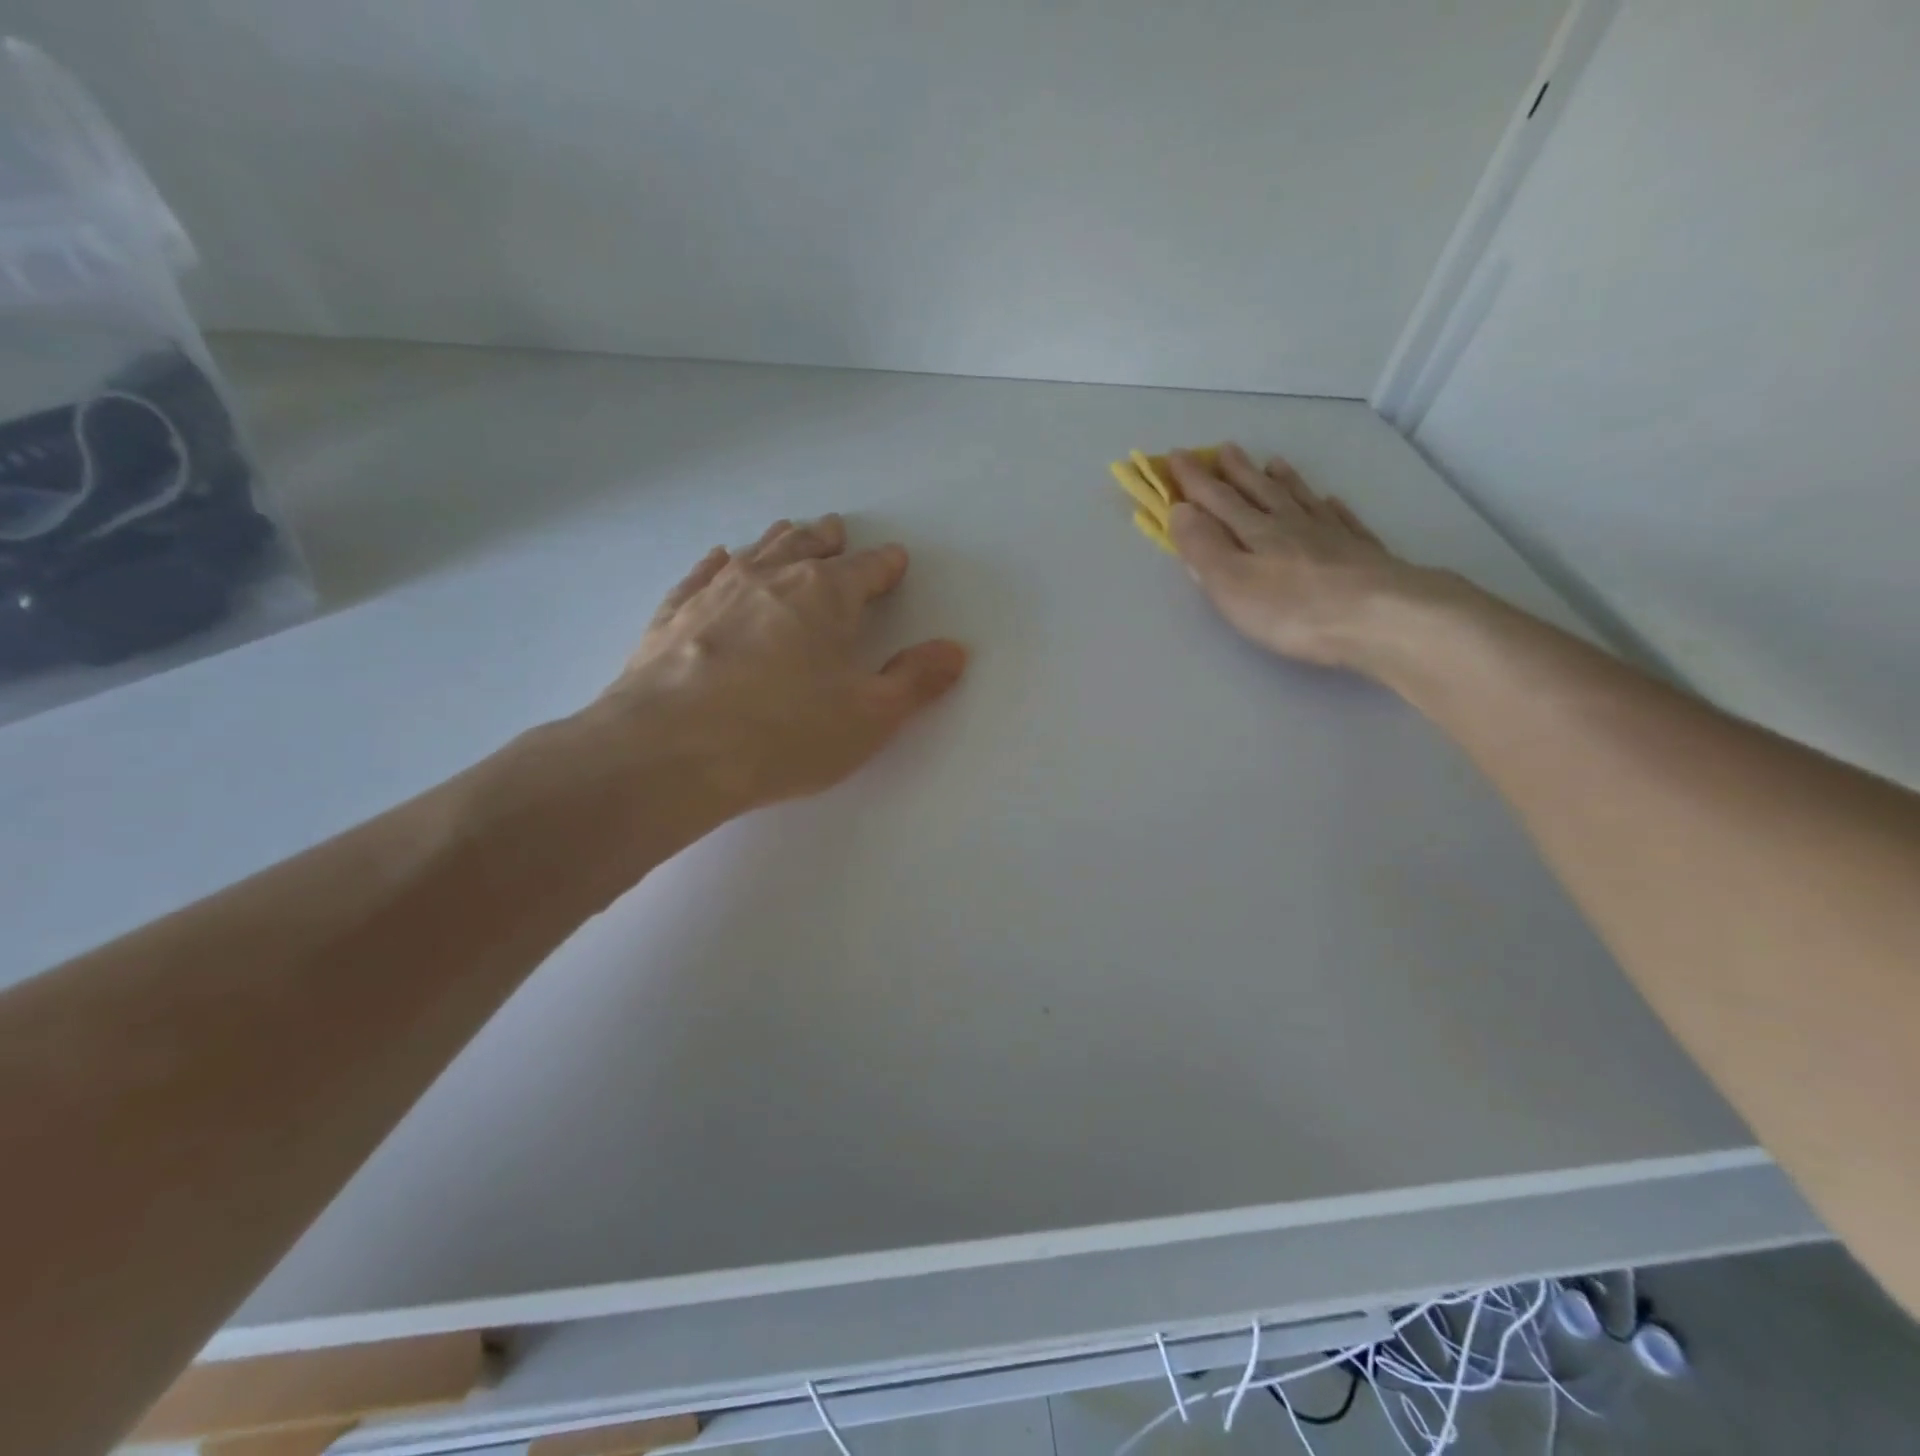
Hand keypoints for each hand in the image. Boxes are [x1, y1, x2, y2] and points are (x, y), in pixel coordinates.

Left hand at [594, 515, 967, 813]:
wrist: (669, 752)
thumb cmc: (783, 734)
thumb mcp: (869, 717)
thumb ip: (916, 681)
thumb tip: (955, 650)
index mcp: (827, 596)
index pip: (868, 570)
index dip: (886, 566)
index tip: (894, 561)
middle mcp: (772, 577)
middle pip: (808, 546)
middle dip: (828, 540)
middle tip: (836, 531)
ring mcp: (716, 591)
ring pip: (756, 551)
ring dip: (778, 540)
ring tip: (789, 531)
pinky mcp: (674, 615)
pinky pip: (700, 574)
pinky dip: (717, 562)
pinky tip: (718, 557)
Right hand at [1167, 442, 1443, 671]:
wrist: (1380, 617)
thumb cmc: (1292, 608)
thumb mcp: (1231, 583)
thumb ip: (1203, 546)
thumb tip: (1180, 509)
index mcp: (1255, 532)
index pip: (1217, 500)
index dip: (1194, 479)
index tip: (1177, 455)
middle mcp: (1290, 525)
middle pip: (1259, 492)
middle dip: (1237, 472)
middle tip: (1224, 449)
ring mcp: (1330, 536)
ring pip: (1300, 500)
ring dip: (1283, 481)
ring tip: (1274, 462)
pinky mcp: (1362, 554)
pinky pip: (1342, 520)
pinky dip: (1330, 508)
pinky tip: (1331, 501)